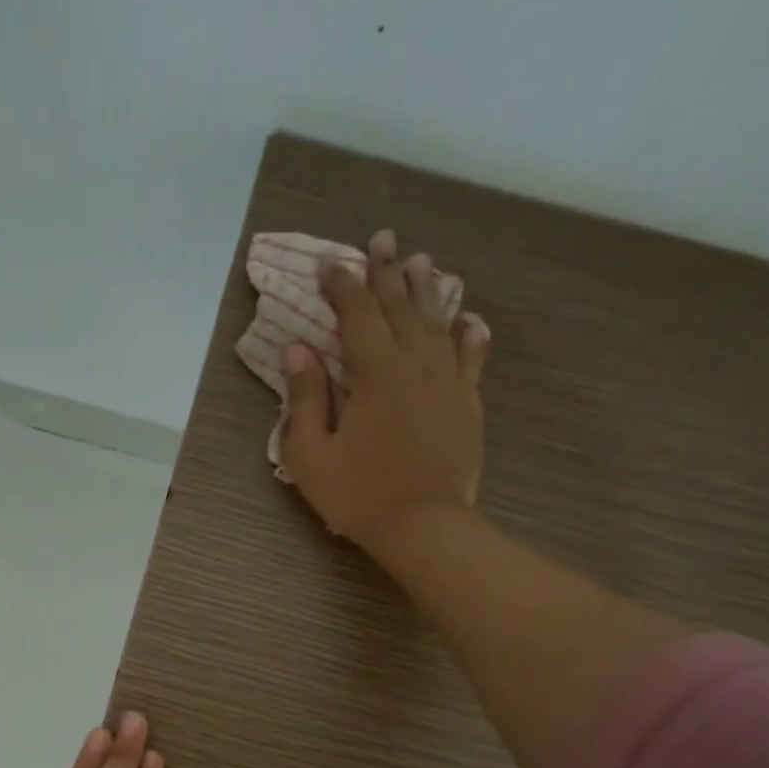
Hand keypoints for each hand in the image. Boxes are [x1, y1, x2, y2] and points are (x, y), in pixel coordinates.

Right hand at [280, 228, 489, 551]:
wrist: (424, 527)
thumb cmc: (359, 495)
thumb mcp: (311, 454)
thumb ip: (305, 398)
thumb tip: (297, 349)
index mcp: (375, 372)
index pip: (356, 314)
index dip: (342, 285)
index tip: (330, 262)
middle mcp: (415, 364)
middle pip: (400, 307)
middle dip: (386, 272)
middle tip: (382, 240)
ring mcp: (448, 382)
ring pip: (437, 323)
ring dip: (426, 291)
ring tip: (420, 262)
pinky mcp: (468, 405)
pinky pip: (471, 359)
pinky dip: (469, 336)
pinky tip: (469, 321)